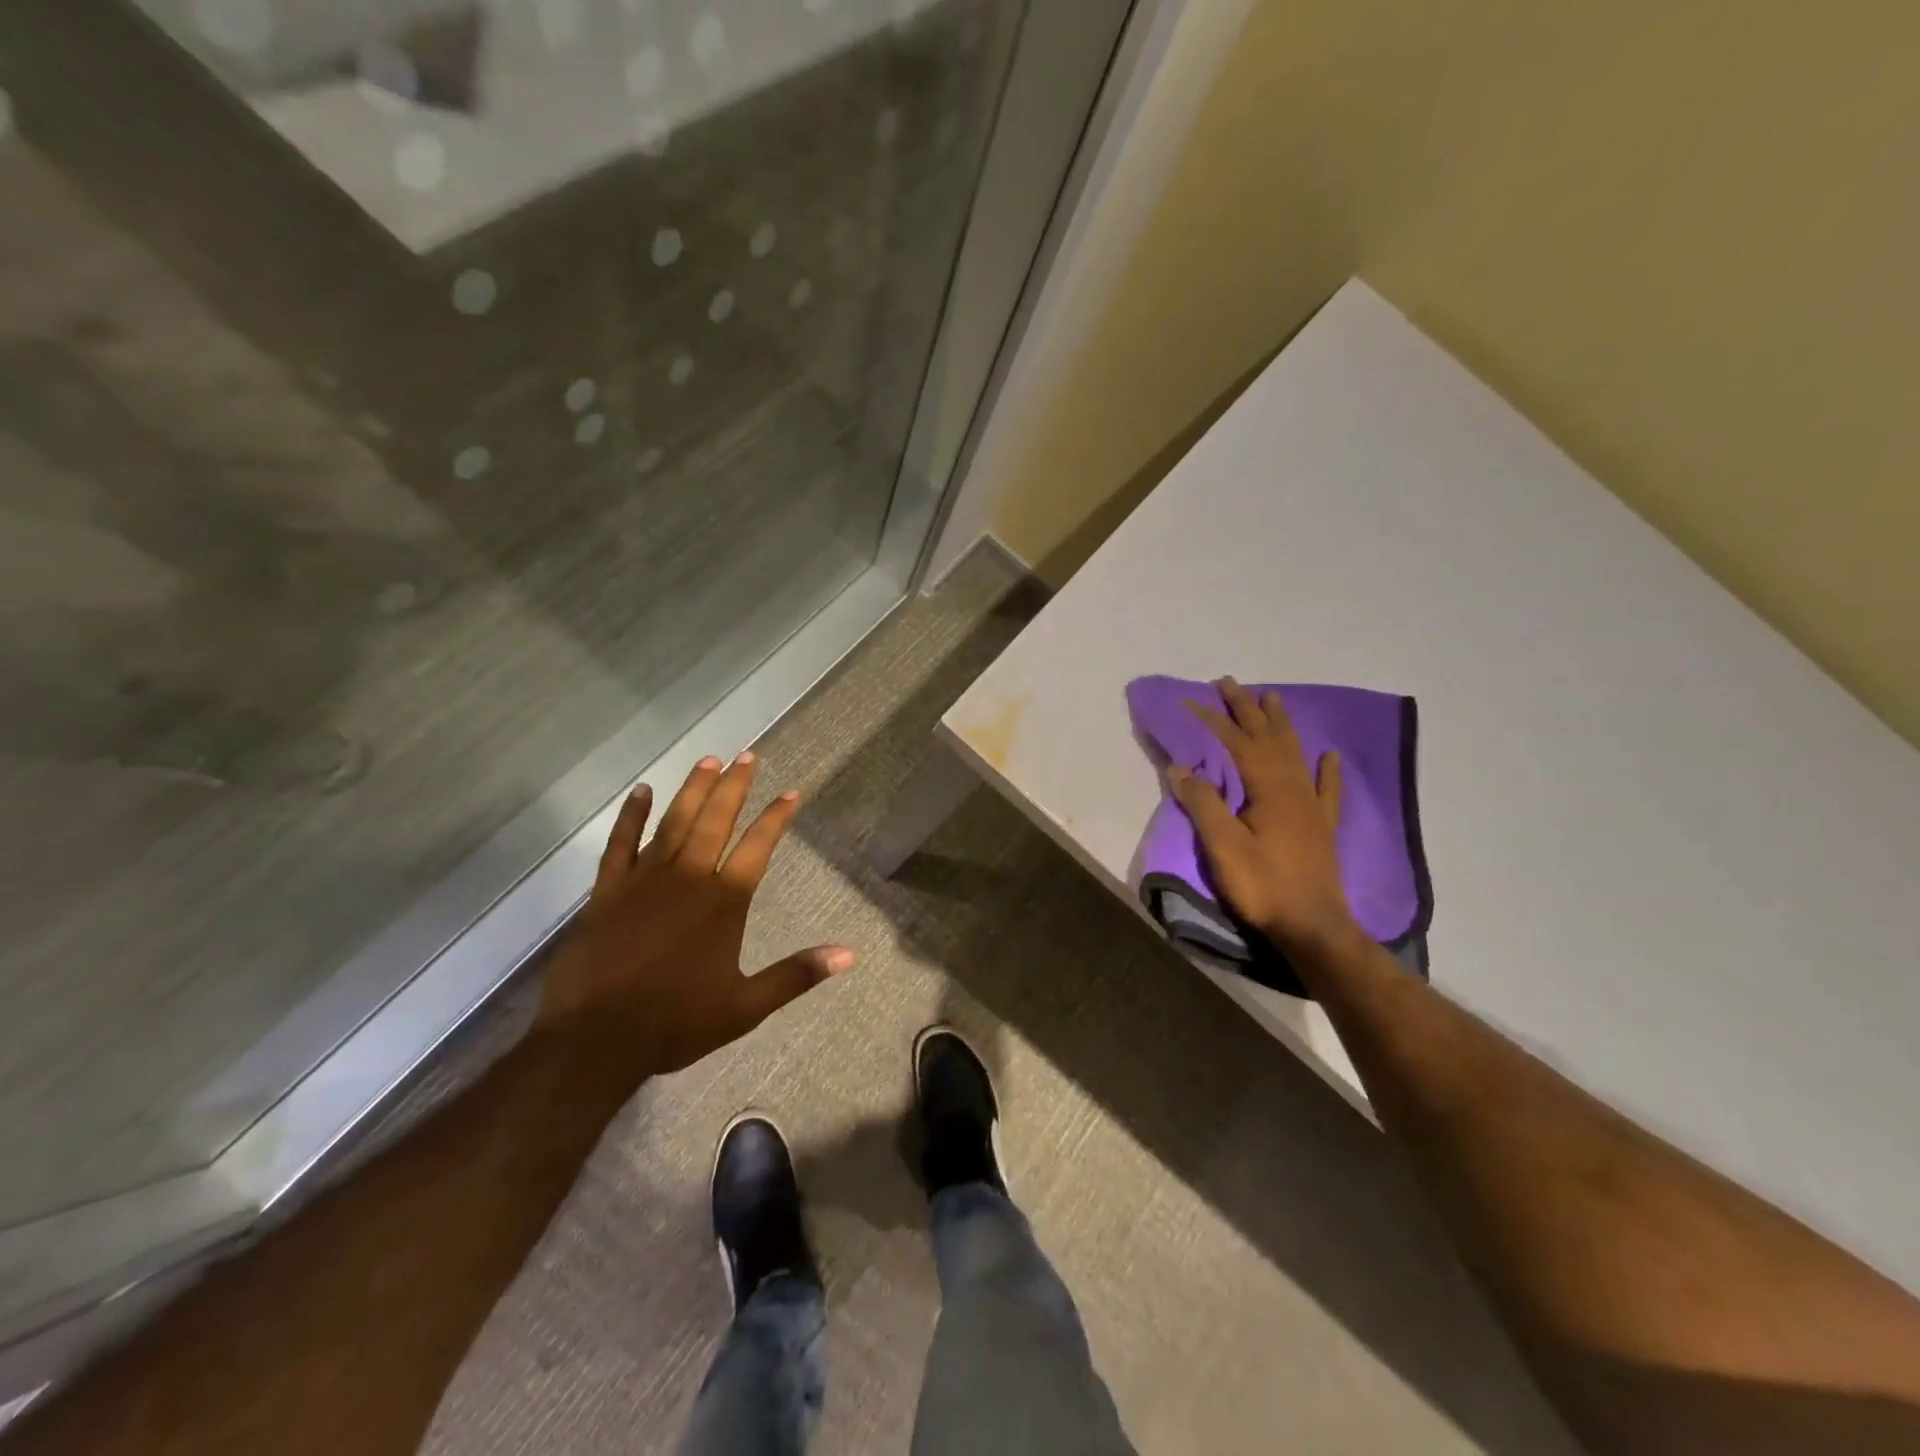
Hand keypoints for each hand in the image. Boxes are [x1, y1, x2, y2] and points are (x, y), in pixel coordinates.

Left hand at [538, 753, 854, 1079]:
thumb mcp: (746, 1007)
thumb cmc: (675, 1022)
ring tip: (709, 760)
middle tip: (747, 755)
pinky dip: (631, 816)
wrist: (595, 1039)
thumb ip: (796, 976)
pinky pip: (620, 844)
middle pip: (716, 820)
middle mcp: (688, 878)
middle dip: (734, 786)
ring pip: (674, 822)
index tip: (792, 793)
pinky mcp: (608, 891)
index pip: (757, 847)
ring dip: (693, 790)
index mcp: (723, 902)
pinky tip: (642, 792)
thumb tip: (848, 956)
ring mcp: (644, 880)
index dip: (776, 818)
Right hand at [1168, 677, 1358, 951]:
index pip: (1237, 744)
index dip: (1214, 720)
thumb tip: (1180, 767)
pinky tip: (1329, 755)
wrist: (1313, 927)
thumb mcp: (1223, 846)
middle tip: (1230, 683)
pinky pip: (1327, 789)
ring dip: (1281, 725)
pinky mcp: (1322, 827)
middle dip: (1247, 709)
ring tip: (1271, 698)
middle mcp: (1293, 788)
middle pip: (1268, 739)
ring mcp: (1311, 806)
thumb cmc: (1263, 886)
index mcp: (1269, 789)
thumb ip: (1203, 803)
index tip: (1192, 701)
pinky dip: (1327, 769)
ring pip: (1295, 754)